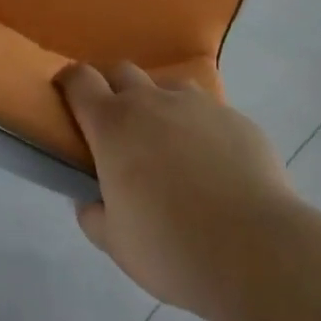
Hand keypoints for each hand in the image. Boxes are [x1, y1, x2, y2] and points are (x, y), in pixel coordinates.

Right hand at [55, 62, 299, 320]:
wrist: (253, 248)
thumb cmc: (171, 247)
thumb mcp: (117, 244)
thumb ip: (95, 216)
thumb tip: (91, 200)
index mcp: (114, 125)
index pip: (80, 80)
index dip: (70, 82)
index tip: (67, 95)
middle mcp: (152, 101)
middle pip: (123, 72)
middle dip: (114, 90)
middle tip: (119, 130)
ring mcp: (198, 104)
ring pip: (169, 88)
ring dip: (161, 106)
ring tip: (171, 147)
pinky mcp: (236, 118)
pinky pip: (210, 114)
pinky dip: (203, 131)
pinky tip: (216, 170)